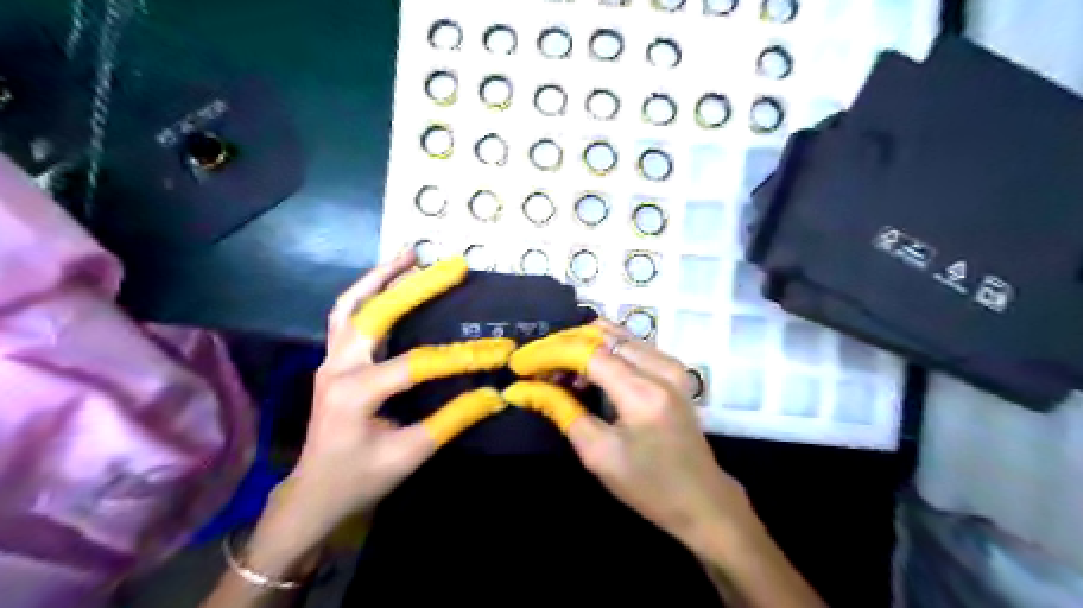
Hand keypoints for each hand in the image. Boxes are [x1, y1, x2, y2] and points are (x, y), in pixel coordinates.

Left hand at [256, 252, 509, 559]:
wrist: (315, 493)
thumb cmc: (361, 479)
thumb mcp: (411, 454)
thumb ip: (453, 420)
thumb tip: (495, 395)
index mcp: (355, 394)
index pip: (416, 364)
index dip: (461, 358)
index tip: (498, 351)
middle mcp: (338, 368)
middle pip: (376, 313)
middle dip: (415, 286)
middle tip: (450, 266)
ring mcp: (330, 360)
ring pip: (351, 305)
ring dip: (381, 277)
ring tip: (411, 255)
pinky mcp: (333, 360)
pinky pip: (346, 316)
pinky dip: (366, 293)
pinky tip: (388, 281)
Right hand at [505, 320, 825, 606]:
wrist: (702, 499)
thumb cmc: (649, 485)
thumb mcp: (598, 454)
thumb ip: (562, 411)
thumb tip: (526, 388)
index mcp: (643, 392)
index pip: (587, 353)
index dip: (549, 353)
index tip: (520, 364)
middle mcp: (660, 367)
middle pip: (601, 335)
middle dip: (563, 344)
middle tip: (536, 365)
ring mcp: (670, 364)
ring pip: (615, 335)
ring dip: (581, 346)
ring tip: (556, 371)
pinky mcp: (672, 369)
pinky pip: (629, 345)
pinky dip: (601, 352)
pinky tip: (585, 374)